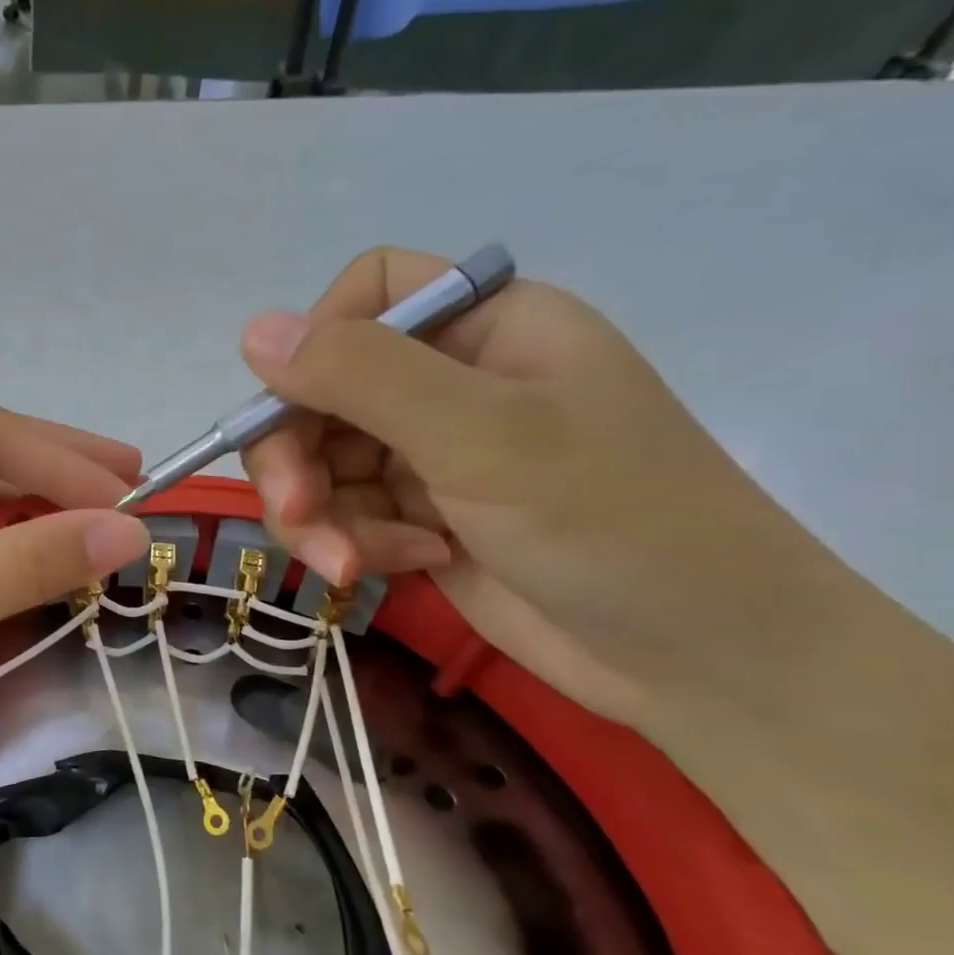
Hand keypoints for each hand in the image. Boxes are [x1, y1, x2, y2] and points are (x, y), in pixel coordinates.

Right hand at [238, 247, 850, 729]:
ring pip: (321, 462)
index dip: (315, 346)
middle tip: (296, 514)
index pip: (367, 295)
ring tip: (351, 563)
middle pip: (322, 392)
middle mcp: (451, 382)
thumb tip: (253, 331)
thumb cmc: (611, 522)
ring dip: (320, 515)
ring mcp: (432, 454)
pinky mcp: (420, 516)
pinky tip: (405, 566)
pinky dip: (355, 542)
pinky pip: (345, 513)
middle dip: (297, 458)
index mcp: (485, 327)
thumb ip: (362, 377)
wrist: (700, 659)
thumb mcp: (480, 436)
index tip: (293, 411)